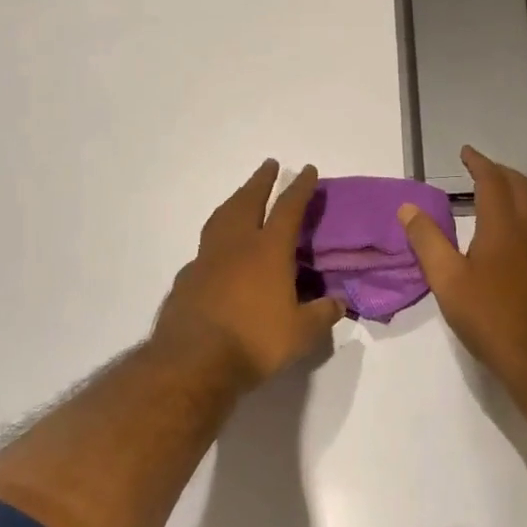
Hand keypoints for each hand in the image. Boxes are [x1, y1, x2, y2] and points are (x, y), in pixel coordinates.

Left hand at [151, 160, 342, 388]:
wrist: (193, 362)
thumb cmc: (254, 342)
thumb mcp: (301, 333)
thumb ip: (322, 314)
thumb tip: (339, 303)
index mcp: (268, 250)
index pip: (289, 208)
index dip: (300, 187)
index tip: (306, 169)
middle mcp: (237, 245)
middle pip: (248, 200)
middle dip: (261, 181)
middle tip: (269, 165)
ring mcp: (207, 259)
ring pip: (221, 217)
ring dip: (235, 200)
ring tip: (242, 195)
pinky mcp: (187, 278)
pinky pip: (205, 248)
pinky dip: (216, 238)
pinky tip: (218, 252)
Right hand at [399, 145, 526, 386]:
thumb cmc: (490, 317)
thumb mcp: (447, 280)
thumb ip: (426, 241)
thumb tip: (407, 208)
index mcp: (503, 226)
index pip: (492, 181)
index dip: (479, 163)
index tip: (466, 152)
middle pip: (520, 186)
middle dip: (499, 171)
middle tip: (478, 168)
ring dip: (513, 190)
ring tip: (492, 193)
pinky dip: (520, 210)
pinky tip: (507, 232)